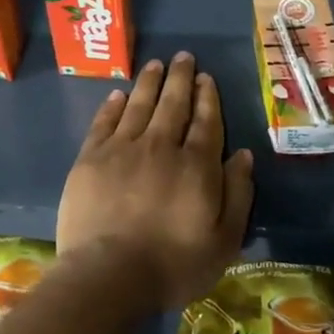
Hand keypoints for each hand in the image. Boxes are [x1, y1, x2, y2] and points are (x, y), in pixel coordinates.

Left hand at [57, 52, 254, 311]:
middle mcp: (161, 146)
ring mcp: (122, 149)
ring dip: (149, 82)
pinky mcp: (91, 159)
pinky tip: (118, 94)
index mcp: (196, 165)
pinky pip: (104, 122)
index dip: (207, 97)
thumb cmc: (173, 265)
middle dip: (180, 78)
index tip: (206, 77)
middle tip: (183, 57)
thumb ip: (237, 194)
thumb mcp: (224, 240)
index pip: (205, 121)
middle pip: (173, 104)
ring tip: (156, 64)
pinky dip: (113, 106)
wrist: (109, 276)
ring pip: (139, 105)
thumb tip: (242, 155)